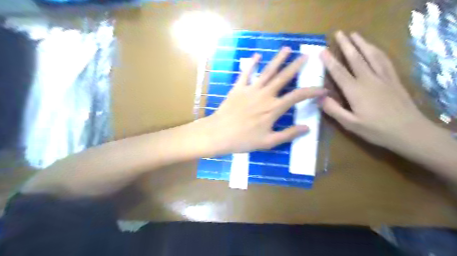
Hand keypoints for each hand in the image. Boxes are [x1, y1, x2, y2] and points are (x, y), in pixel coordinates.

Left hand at [205, 47, 326, 153]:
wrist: (219, 134)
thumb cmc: (244, 140)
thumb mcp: (268, 142)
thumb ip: (288, 134)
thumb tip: (307, 128)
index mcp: (274, 108)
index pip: (298, 96)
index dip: (312, 91)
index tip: (323, 89)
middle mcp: (265, 95)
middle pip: (284, 77)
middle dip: (296, 66)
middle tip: (306, 56)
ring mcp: (251, 89)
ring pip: (267, 72)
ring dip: (278, 60)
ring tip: (287, 49)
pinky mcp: (238, 88)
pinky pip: (246, 73)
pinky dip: (251, 64)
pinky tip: (257, 56)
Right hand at [319, 31, 432, 149]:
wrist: (409, 131)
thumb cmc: (376, 130)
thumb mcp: (350, 124)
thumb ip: (334, 110)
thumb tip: (319, 97)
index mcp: (356, 91)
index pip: (339, 72)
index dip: (329, 61)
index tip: (322, 51)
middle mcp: (369, 80)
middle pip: (355, 58)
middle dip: (346, 45)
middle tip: (339, 33)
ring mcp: (383, 78)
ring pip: (371, 55)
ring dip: (362, 43)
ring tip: (354, 35)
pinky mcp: (393, 79)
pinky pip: (384, 61)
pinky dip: (377, 51)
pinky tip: (373, 48)